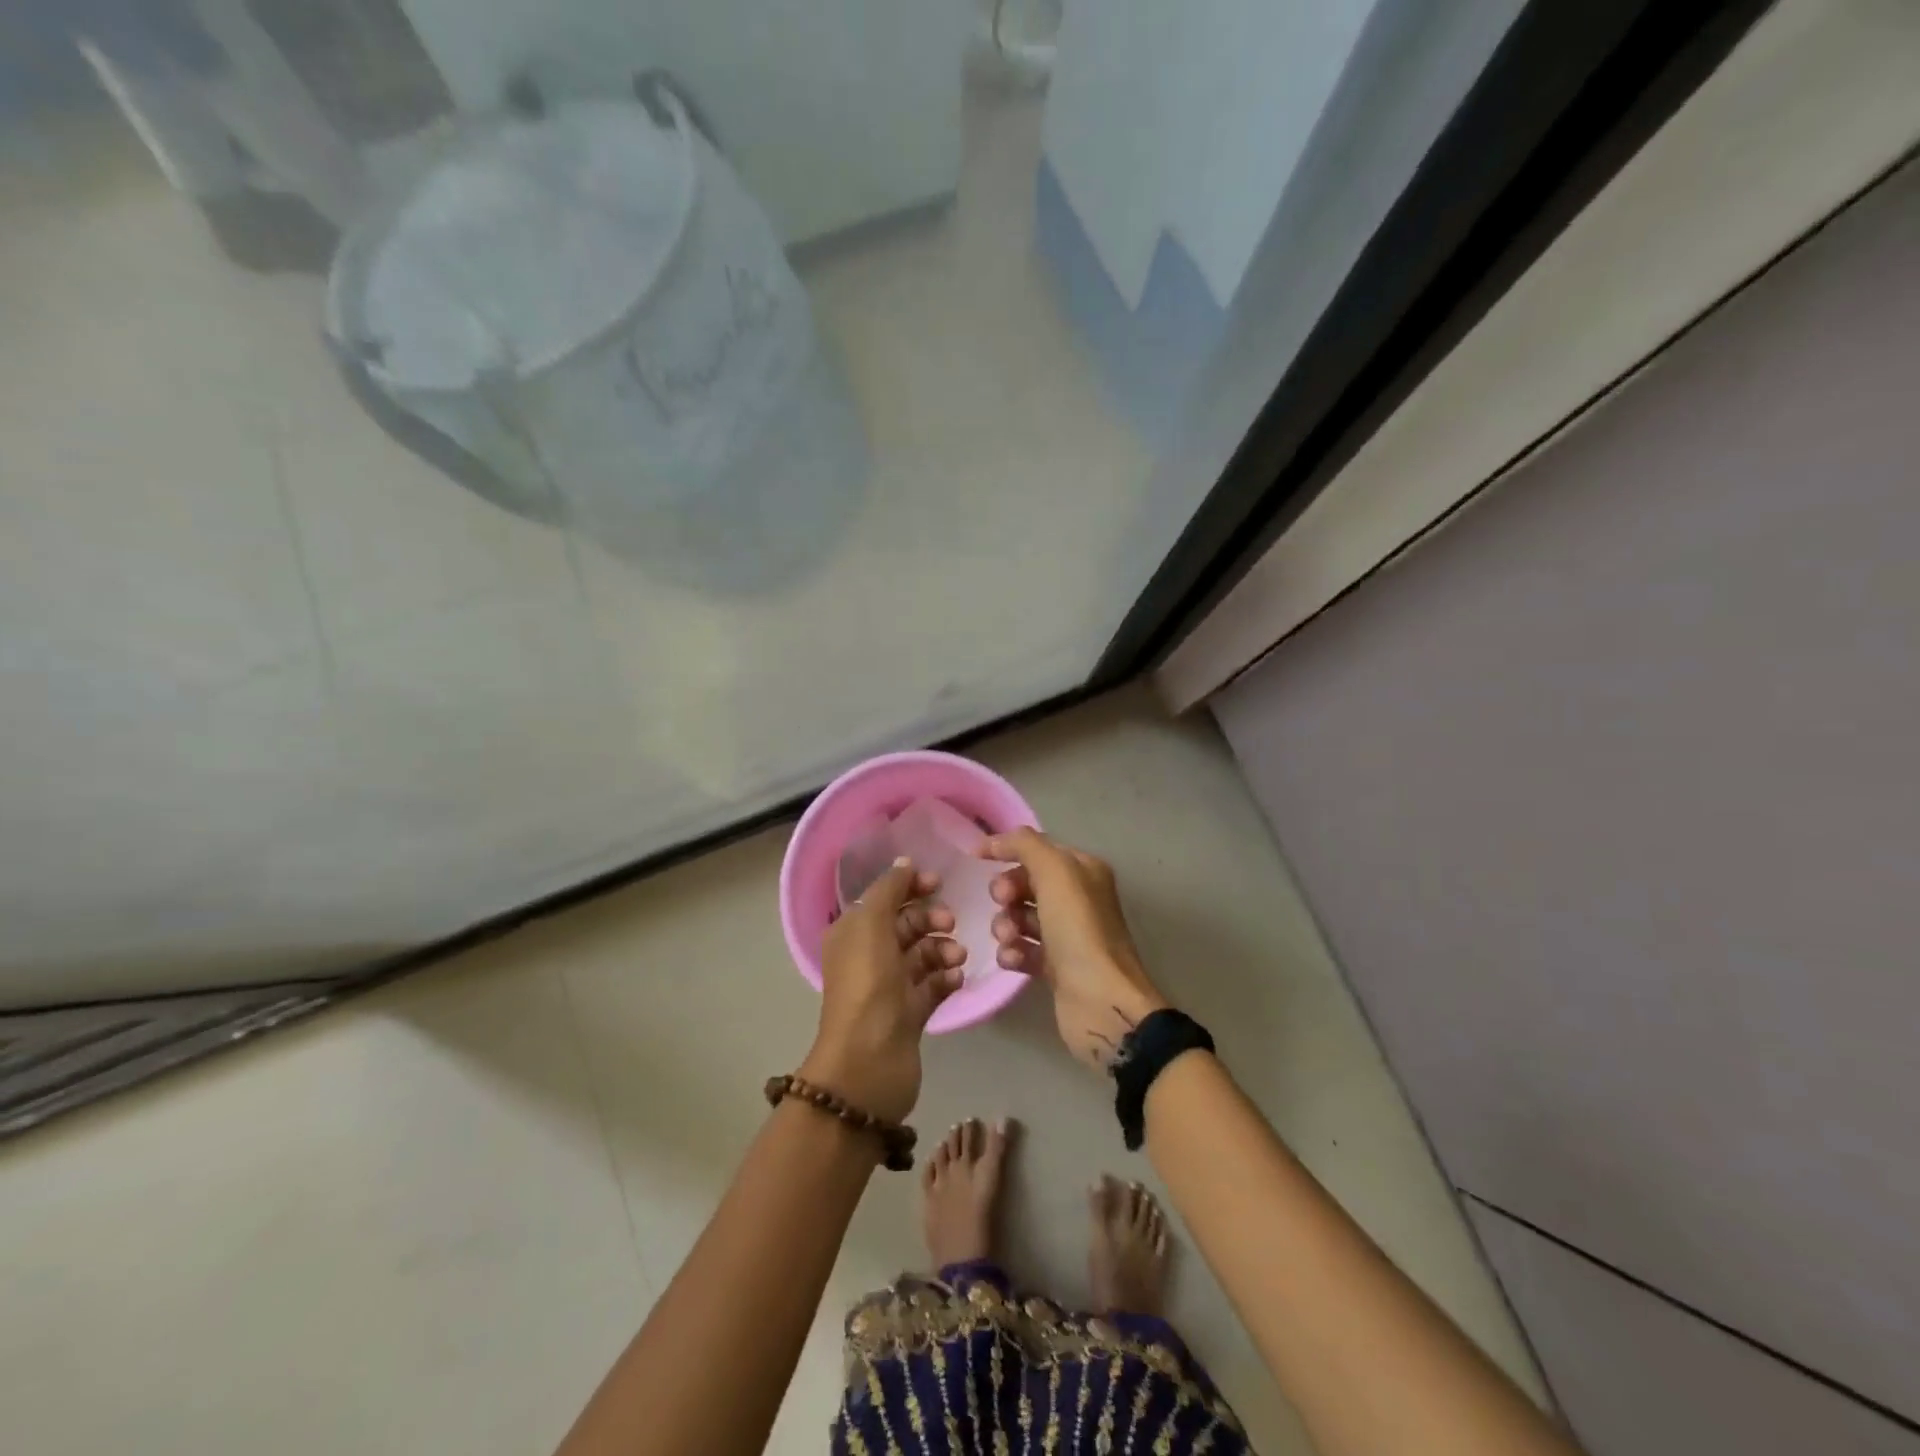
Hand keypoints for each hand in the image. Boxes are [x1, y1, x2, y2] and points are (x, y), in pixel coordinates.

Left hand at [801, 858, 964, 1124]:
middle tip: (950, 923)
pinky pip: (934, 984)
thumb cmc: (868, 985)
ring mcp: (890, 986)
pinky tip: (956, 978)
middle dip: (931, 918)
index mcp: (852, 933)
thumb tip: (905, 863)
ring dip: (944, 948)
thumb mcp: (872, 925)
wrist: (869, 1062)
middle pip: (906, 924)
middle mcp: (868, 956)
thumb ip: (889, 889)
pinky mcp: (910, 1013)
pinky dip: (947, 977)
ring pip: (924, 954)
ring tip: (956, 958)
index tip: (938, 882)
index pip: (883, 898)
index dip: (910, 887)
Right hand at [982, 829, 1169, 1072]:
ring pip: (1021, 917)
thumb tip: (993, 842)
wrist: (1101, 1002)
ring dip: (1006, 924)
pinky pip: (1023, 949)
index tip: (977, 859)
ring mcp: (1068, 935)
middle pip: (1027, 883)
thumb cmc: (1079, 930)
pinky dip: (1012, 952)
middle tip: (1003, 903)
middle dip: (1007, 891)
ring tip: (1007, 938)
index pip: (1038, 850)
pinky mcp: (1057, 968)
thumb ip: (1025, 845)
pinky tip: (1011, 959)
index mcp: (1084, 871)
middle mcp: (1079, 899)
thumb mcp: (1055, 872)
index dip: (1008, 851)